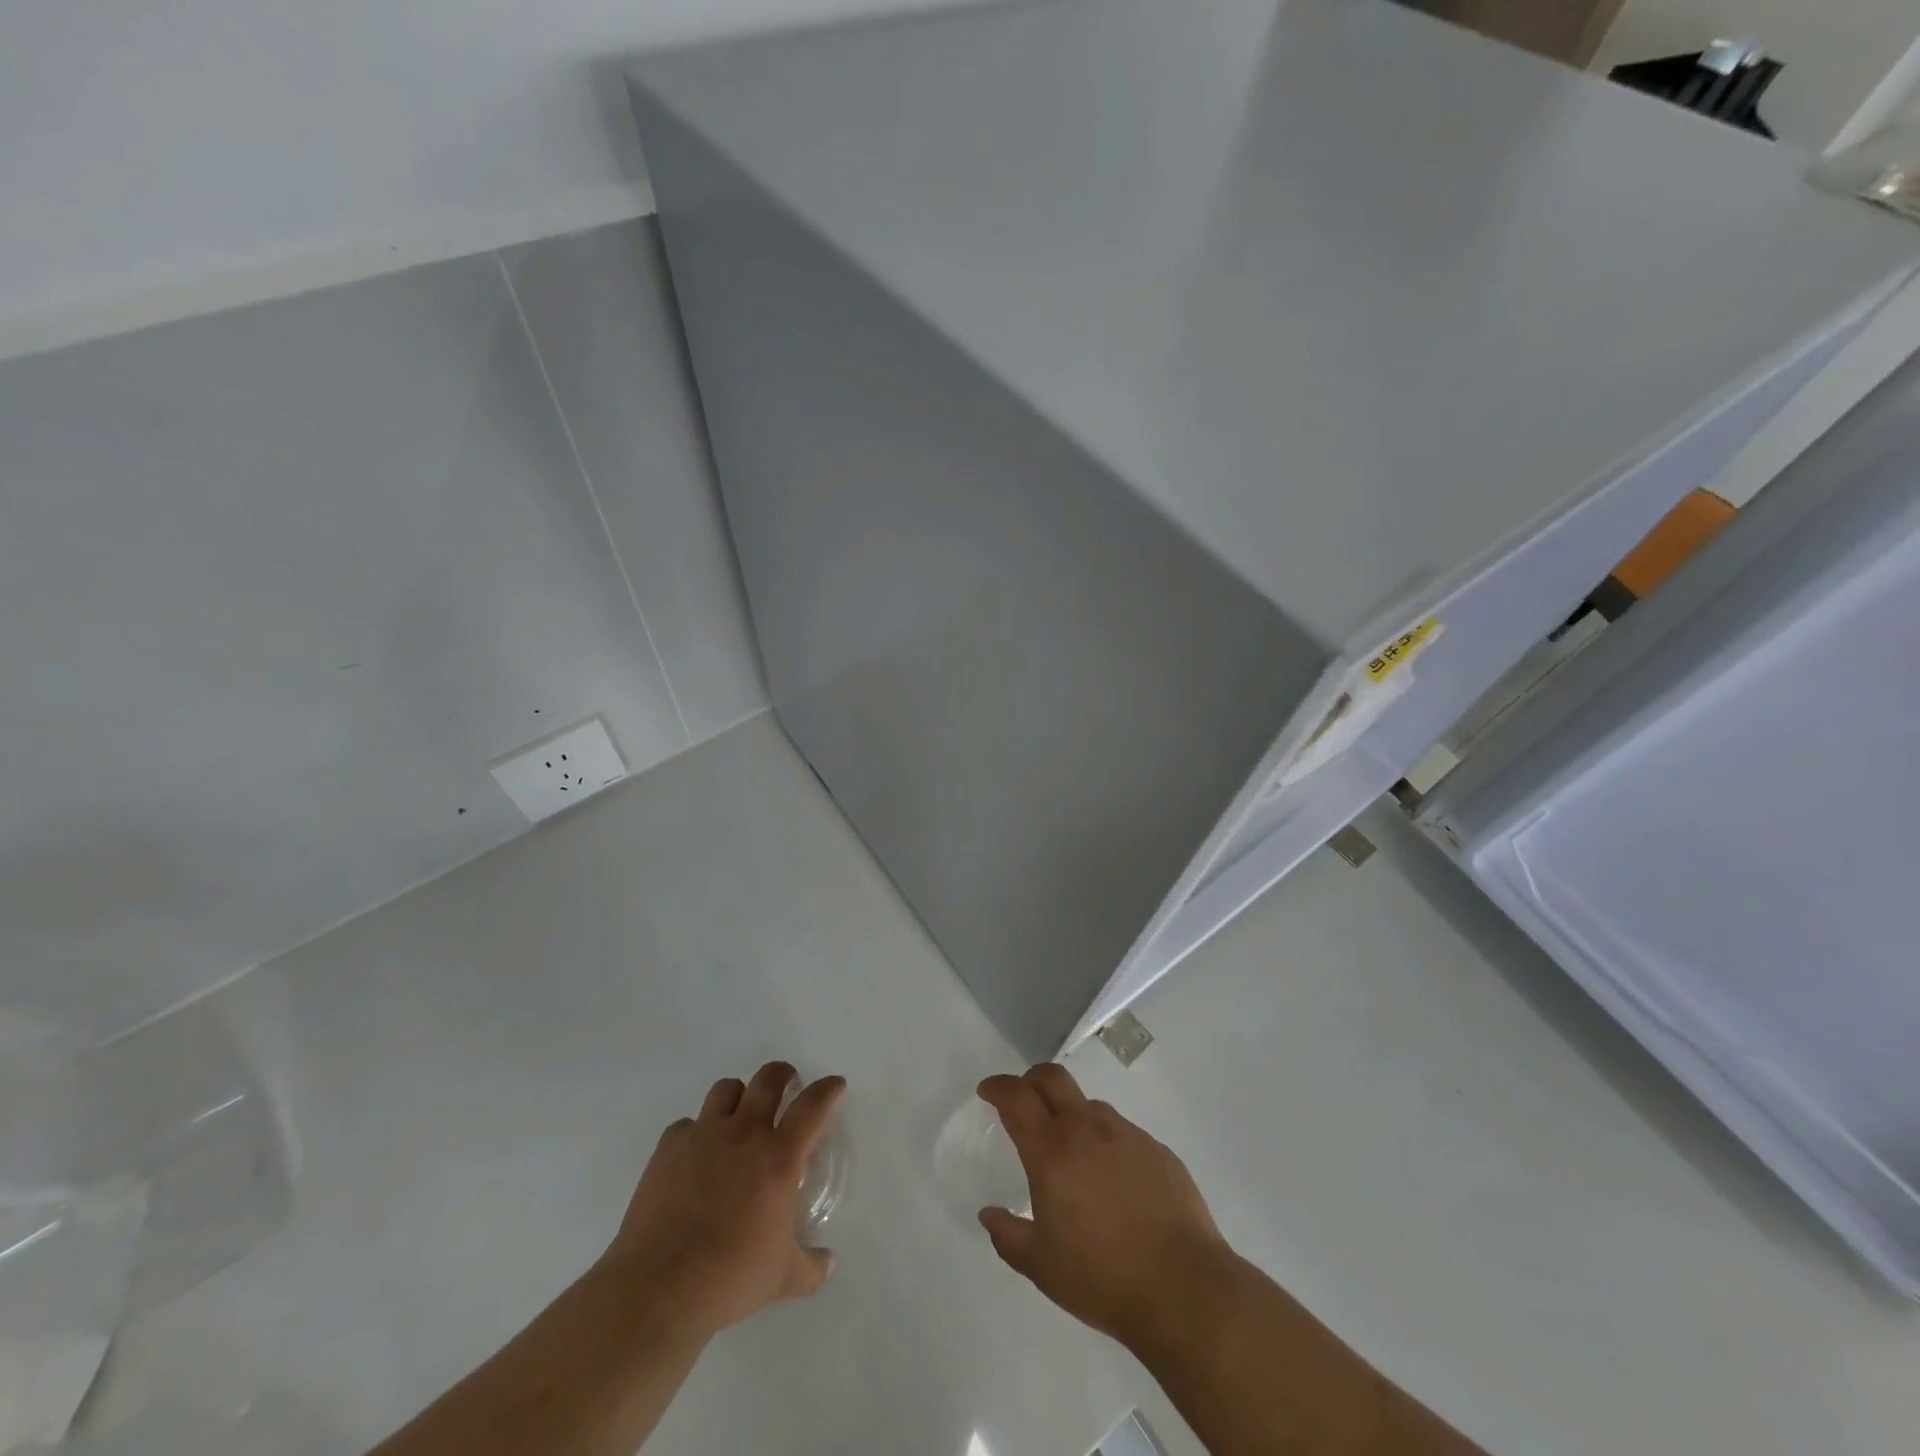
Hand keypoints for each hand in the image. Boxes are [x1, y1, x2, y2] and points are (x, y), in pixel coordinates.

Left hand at [604, 1061, 844, 1339]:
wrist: (659, 1287)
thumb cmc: (731, 1276)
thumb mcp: (784, 1277)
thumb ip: (812, 1266)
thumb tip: (829, 1263)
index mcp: (778, 1156)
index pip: (812, 1106)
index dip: (827, 1090)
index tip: (835, 1085)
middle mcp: (744, 1133)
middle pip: (768, 1078)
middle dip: (782, 1075)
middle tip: (786, 1086)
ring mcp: (703, 1135)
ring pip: (726, 1089)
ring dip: (739, 1096)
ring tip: (739, 1116)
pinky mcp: (668, 1148)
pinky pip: (687, 1124)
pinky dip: (696, 1132)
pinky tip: (695, 1157)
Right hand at [977, 1063, 1229, 1347]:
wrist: (1183, 1287)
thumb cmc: (1103, 1277)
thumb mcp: (1042, 1267)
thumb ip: (1009, 1236)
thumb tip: (989, 1214)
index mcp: (1052, 1150)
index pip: (1017, 1098)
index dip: (998, 1087)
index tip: (987, 1091)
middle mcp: (1087, 1129)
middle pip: (1053, 1078)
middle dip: (1031, 1079)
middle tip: (1022, 1098)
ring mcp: (1127, 1135)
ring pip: (1089, 1106)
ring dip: (1071, 1115)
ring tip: (1072, 1152)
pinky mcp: (1157, 1149)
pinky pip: (1122, 1133)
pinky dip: (1106, 1143)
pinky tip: (1113, 1181)